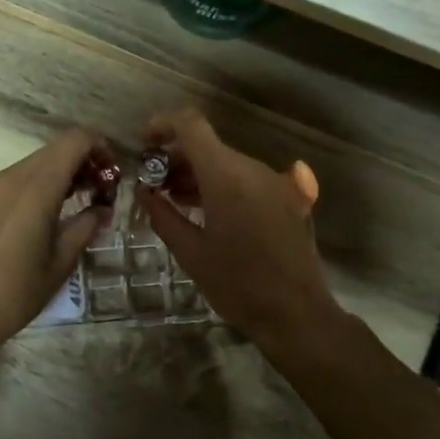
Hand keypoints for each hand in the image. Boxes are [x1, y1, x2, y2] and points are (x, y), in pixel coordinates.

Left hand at [0, 128, 110, 356]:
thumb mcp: (61, 262)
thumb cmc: (17, 292)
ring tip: (71, 206)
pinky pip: (11, 181)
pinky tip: (38, 218)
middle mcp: (9, 177)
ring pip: (31, 164)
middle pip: (54, 150)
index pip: (74, 140)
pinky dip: (33, 186)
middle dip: (81, 162)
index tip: (111, 173)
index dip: (99, 147)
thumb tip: (102, 209)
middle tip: (98, 192)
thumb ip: (86, 226)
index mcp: (35, 187)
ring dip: (57, 174)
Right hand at [136, 109, 341, 348]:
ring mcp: (274, 182)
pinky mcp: (287, 197)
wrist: (297, 313)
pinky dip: (221, 185)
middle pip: (208, 145)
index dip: (163, 124)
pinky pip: (246, 179)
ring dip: (198, 173)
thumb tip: (142, 191)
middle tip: (153, 185)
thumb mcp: (190, 253)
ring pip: (227, 162)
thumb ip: (163, 215)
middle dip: (176, 158)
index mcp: (226, 176)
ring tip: (174, 201)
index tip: (144, 144)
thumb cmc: (237, 285)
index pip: (191, 124)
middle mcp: (252, 169)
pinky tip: (207, 212)